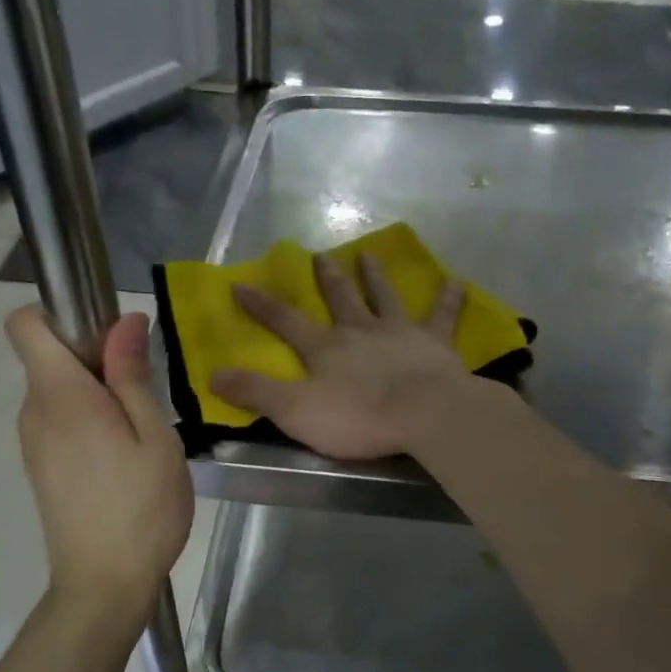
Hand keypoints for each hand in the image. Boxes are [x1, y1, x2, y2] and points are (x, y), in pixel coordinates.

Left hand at [6, 306, 192, 615]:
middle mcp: (34, 412)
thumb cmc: (140, 507)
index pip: (25, 324)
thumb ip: (133, 376)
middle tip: (143, 391)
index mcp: (60, 396)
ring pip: (58, 392)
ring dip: (96, 393)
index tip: (107, 335)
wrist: (103, 584)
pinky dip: (88, 421)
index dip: (60, 313)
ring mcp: (33, 443)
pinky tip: (123, 457)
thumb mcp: (154, 436)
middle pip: (48, 357)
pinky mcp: (41, 468)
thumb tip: (124, 320)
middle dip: (93, 357)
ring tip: (140, 430)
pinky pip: (60, 422)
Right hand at [211, 253, 475, 459]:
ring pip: (385, 297)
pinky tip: (456, 281)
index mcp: (325, 348)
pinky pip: (443, 315)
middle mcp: (360, 330)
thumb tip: (214, 374)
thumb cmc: (358, 417)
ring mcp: (400, 333)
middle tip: (320, 255)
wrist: (424, 414)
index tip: (241, 284)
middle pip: (341, 298)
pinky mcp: (437, 344)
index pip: (285, 321)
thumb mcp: (295, 411)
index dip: (261, 304)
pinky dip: (449, 298)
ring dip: (376, 276)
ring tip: (369, 255)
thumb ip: (256, 392)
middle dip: (327, 278)